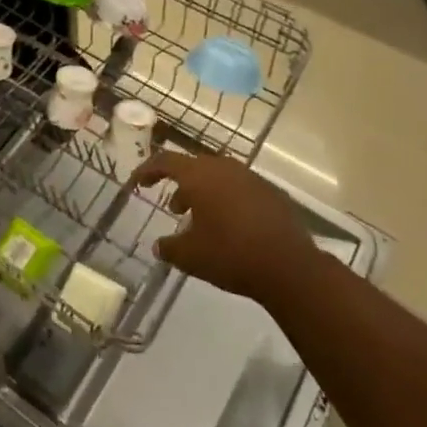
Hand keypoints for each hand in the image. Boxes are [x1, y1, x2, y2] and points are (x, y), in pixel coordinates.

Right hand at [132, 151, 318, 304]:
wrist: (289, 266)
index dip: (148, 170)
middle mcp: (224, 168)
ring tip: (200, 219)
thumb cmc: (231, 255)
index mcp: (199, 176)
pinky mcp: (270, 192)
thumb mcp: (191, 257)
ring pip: (218, 177)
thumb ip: (169, 248)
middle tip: (172, 207)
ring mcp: (250, 177)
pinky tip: (230, 226)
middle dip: (179, 184)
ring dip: (204, 193)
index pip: (166, 161)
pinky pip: (239, 188)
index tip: (137, 183)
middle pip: (193, 167)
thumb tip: (159, 245)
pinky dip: (227, 200)